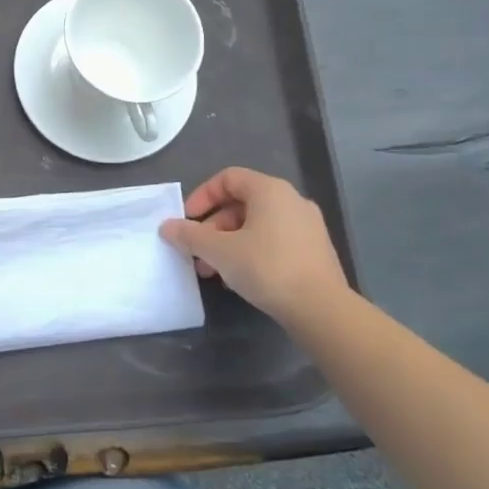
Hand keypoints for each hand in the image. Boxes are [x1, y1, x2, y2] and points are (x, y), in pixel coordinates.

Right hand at [159, 168, 350, 324]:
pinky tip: (238, 278)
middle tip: (197, 251)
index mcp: (270, 191)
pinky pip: (273, 241)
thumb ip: (190, 235)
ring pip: (256, 225)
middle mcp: (292, 201)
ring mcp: (307, 226)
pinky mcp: (314, 251)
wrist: (322, 310)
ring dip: (228, 243)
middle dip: (212, 227)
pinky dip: (251, 251)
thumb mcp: (219, 251)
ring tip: (212, 270)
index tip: (187, 221)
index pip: (228, 178)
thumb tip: (166, 227)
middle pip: (241, 203)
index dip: (202, 196)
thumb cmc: (267, 268)